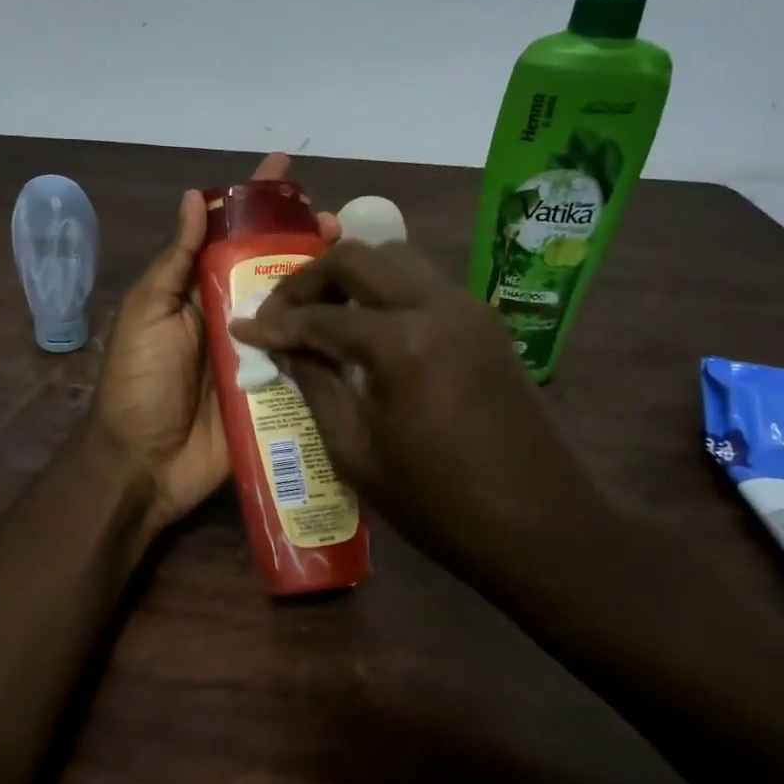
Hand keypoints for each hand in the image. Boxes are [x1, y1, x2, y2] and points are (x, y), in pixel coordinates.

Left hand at [91, 153, 338, 534]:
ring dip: (327, 284)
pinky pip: (309, 359)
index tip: (286, 169)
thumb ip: (175, 261)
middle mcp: (235, 314)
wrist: (145, 462)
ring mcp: (260, 353)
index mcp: (201, 291)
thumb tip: (194, 197)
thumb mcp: (147, 313)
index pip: (232, 234)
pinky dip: (333, 339)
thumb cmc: (139, 382)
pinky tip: (364, 320)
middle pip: (277, 267)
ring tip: (359, 264)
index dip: (257, 201)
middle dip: (307, 240)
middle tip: (338, 225)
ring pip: (300, 308)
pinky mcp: (278, 391)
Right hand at [229, 240, 607, 573]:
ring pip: (396, 259)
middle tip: (282, 312)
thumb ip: (315, 386)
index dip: (276, 323)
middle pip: (359, 257)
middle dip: (310, 279)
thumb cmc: (438, 502)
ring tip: (322, 314)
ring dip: (352, 277)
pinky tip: (368, 329)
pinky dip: (387, 291)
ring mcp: (469, 308)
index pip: (321, 316)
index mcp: (402, 343)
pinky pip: (424, 284)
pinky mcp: (486, 322)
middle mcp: (438, 305)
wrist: (540, 526)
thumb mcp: (356, 452)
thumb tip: (283, 348)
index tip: (243, 326)